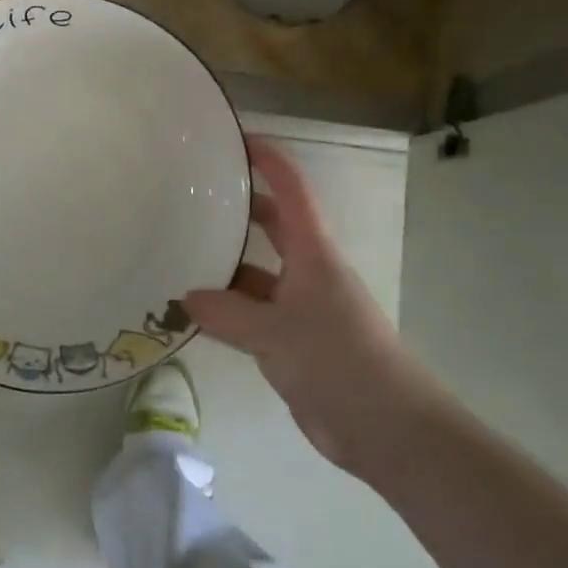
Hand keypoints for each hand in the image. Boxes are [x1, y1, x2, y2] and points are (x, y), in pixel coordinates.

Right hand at [184, 137, 439, 476]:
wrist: (387, 427)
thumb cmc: (338, 360)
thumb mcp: (275, 333)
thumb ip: (227, 314)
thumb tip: (186, 298)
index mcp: (314, 254)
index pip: (292, 191)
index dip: (269, 160)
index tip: (236, 139)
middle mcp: (309, 272)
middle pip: (275, 226)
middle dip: (242, 206)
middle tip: (195, 196)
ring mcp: (303, 308)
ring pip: (259, 274)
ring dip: (228, 265)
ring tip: (181, 255)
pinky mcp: (296, 342)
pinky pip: (255, 314)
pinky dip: (229, 310)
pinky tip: (197, 314)